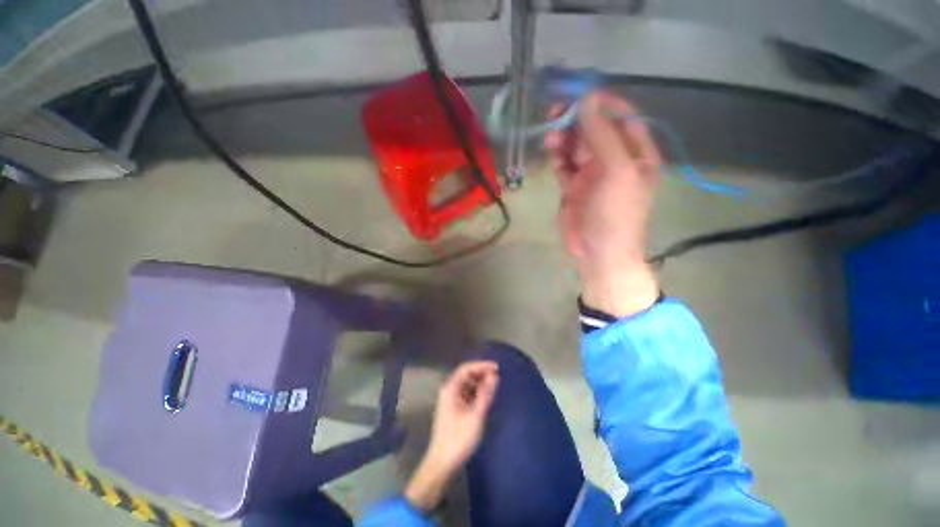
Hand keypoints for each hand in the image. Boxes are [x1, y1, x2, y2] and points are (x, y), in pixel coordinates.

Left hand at [405, 361, 499, 511]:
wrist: (442, 463)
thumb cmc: (459, 438)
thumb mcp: (476, 415)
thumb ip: (485, 393)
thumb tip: (494, 375)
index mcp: (450, 389)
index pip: (466, 368)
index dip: (481, 365)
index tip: (497, 367)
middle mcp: (449, 390)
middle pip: (466, 375)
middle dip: (481, 373)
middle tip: (498, 376)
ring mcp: (450, 400)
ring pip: (467, 384)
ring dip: (480, 382)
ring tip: (494, 385)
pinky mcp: (453, 408)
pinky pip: (466, 393)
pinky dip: (476, 392)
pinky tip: (486, 396)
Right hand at [545, 91, 661, 316]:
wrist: (599, 252)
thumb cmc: (616, 213)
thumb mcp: (617, 171)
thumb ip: (602, 135)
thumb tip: (588, 99)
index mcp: (636, 153)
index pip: (621, 117)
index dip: (601, 103)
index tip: (578, 94)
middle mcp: (615, 159)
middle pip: (595, 129)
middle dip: (577, 119)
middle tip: (555, 111)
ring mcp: (592, 174)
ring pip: (576, 146)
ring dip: (564, 137)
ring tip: (551, 135)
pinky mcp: (573, 187)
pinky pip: (565, 164)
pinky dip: (558, 156)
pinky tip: (552, 152)